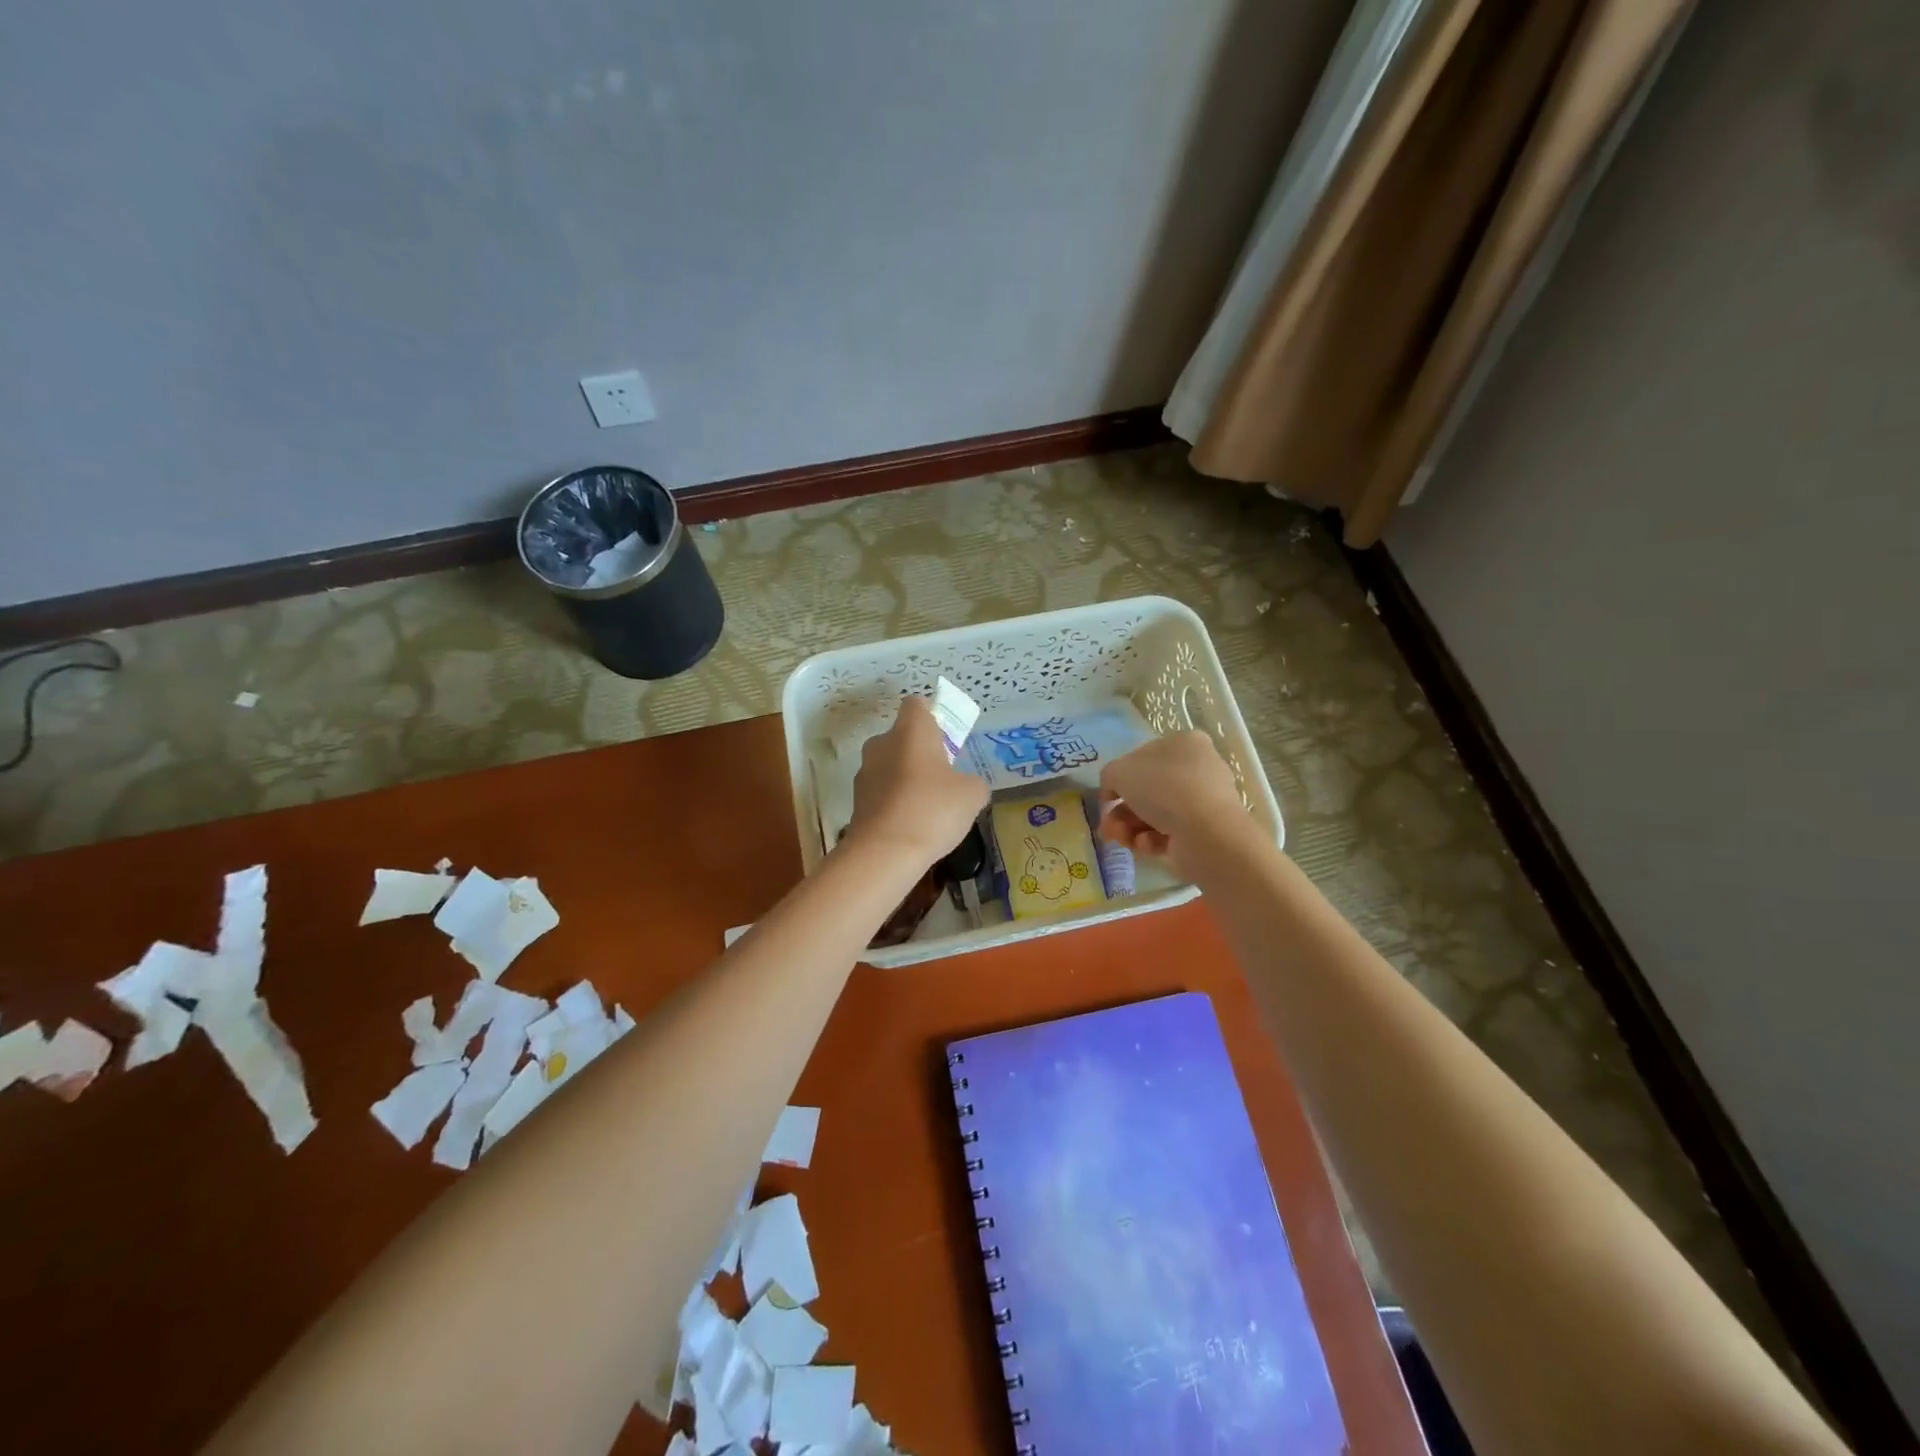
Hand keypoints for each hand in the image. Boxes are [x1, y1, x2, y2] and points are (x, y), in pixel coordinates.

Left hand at [845, 696, 989, 866]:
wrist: (885, 853)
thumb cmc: (933, 810)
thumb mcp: (972, 794)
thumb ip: (972, 782)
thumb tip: (966, 786)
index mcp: (910, 730)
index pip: (917, 704)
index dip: (933, 715)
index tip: (947, 737)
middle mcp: (882, 743)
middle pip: (903, 737)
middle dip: (922, 752)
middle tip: (944, 777)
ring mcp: (865, 772)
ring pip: (891, 765)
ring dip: (907, 779)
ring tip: (929, 808)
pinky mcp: (857, 801)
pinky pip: (882, 792)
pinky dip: (895, 803)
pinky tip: (912, 826)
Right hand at [1098, 731, 1253, 878]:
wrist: (1205, 831)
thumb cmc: (1162, 788)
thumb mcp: (1120, 771)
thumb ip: (1110, 776)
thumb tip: (1113, 790)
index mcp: (1184, 743)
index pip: (1144, 757)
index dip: (1120, 778)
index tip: (1107, 798)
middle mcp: (1198, 769)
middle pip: (1148, 790)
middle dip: (1122, 811)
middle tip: (1108, 826)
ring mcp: (1204, 801)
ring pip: (1156, 814)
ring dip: (1130, 828)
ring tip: (1120, 839)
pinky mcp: (1206, 831)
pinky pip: (1170, 833)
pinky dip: (1152, 840)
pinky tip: (1145, 845)